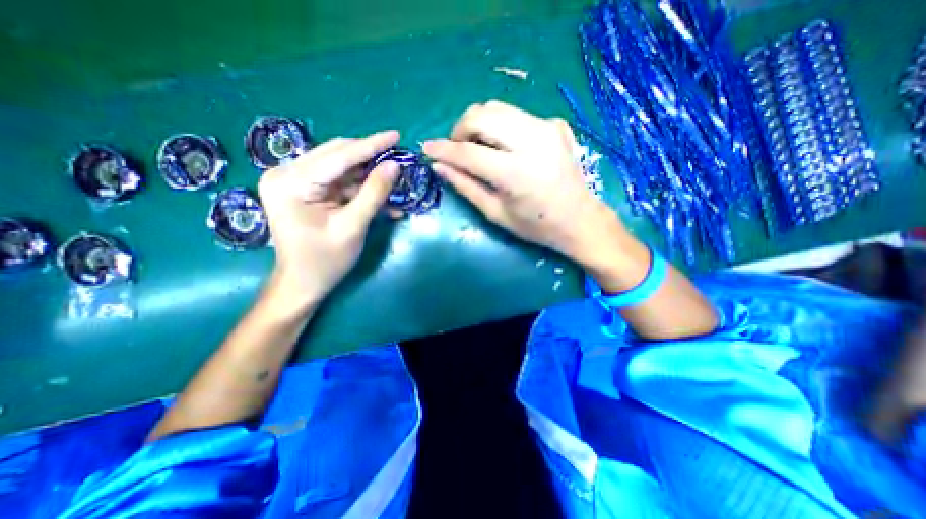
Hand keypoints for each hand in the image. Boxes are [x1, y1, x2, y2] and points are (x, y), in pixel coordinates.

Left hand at [258, 132, 398, 307]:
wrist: (302, 283)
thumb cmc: (325, 261)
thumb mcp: (353, 227)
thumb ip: (373, 194)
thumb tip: (394, 166)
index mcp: (291, 183)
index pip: (338, 156)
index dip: (371, 145)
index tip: (397, 135)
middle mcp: (286, 174)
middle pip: (337, 155)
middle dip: (370, 157)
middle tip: (398, 158)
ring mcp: (293, 180)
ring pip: (339, 167)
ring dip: (367, 173)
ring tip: (393, 178)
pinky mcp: (303, 189)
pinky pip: (337, 181)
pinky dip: (359, 187)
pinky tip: (380, 194)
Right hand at [422, 102, 616, 264]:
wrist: (579, 219)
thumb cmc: (536, 225)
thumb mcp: (496, 213)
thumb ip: (466, 186)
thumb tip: (439, 166)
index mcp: (516, 173)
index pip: (469, 151)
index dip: (443, 149)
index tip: (427, 148)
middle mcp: (532, 141)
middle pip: (482, 114)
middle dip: (460, 129)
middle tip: (457, 149)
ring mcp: (547, 128)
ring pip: (497, 108)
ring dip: (478, 124)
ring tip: (477, 146)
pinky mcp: (555, 124)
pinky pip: (516, 115)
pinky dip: (500, 126)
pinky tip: (504, 147)